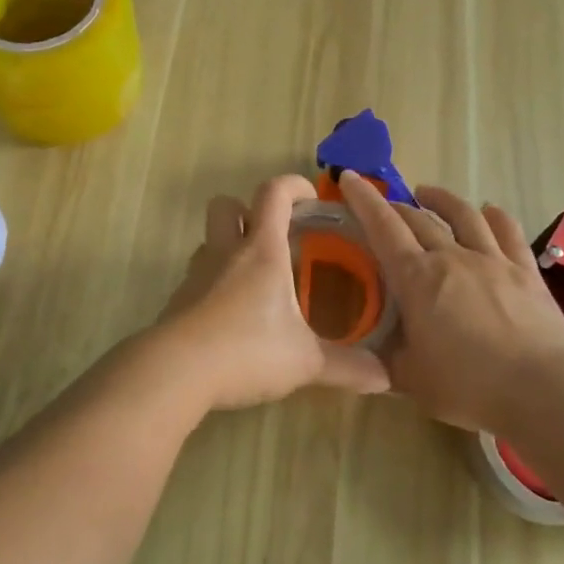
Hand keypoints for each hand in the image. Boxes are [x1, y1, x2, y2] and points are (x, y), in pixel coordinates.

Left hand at [152, 175, 389, 412]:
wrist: (176, 372)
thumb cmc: (247, 351)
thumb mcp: (305, 362)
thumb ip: (347, 367)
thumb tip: (387, 378)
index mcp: (262, 251)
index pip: (274, 194)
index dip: (294, 185)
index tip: (311, 197)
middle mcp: (226, 253)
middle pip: (226, 205)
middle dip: (248, 211)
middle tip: (274, 238)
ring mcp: (196, 276)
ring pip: (209, 241)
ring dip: (229, 247)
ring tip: (256, 280)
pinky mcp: (178, 302)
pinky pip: (198, 278)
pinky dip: (214, 284)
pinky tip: (231, 316)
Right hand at [338, 171, 563, 434]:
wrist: (541, 389)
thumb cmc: (467, 385)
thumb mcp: (409, 379)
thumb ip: (383, 360)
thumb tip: (364, 355)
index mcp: (416, 279)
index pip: (383, 228)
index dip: (364, 200)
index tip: (350, 178)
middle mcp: (451, 257)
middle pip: (419, 219)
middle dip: (396, 206)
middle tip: (385, 206)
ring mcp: (492, 259)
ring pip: (463, 215)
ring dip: (442, 199)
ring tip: (428, 193)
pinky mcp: (525, 270)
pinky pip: (508, 231)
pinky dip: (495, 216)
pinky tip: (489, 211)